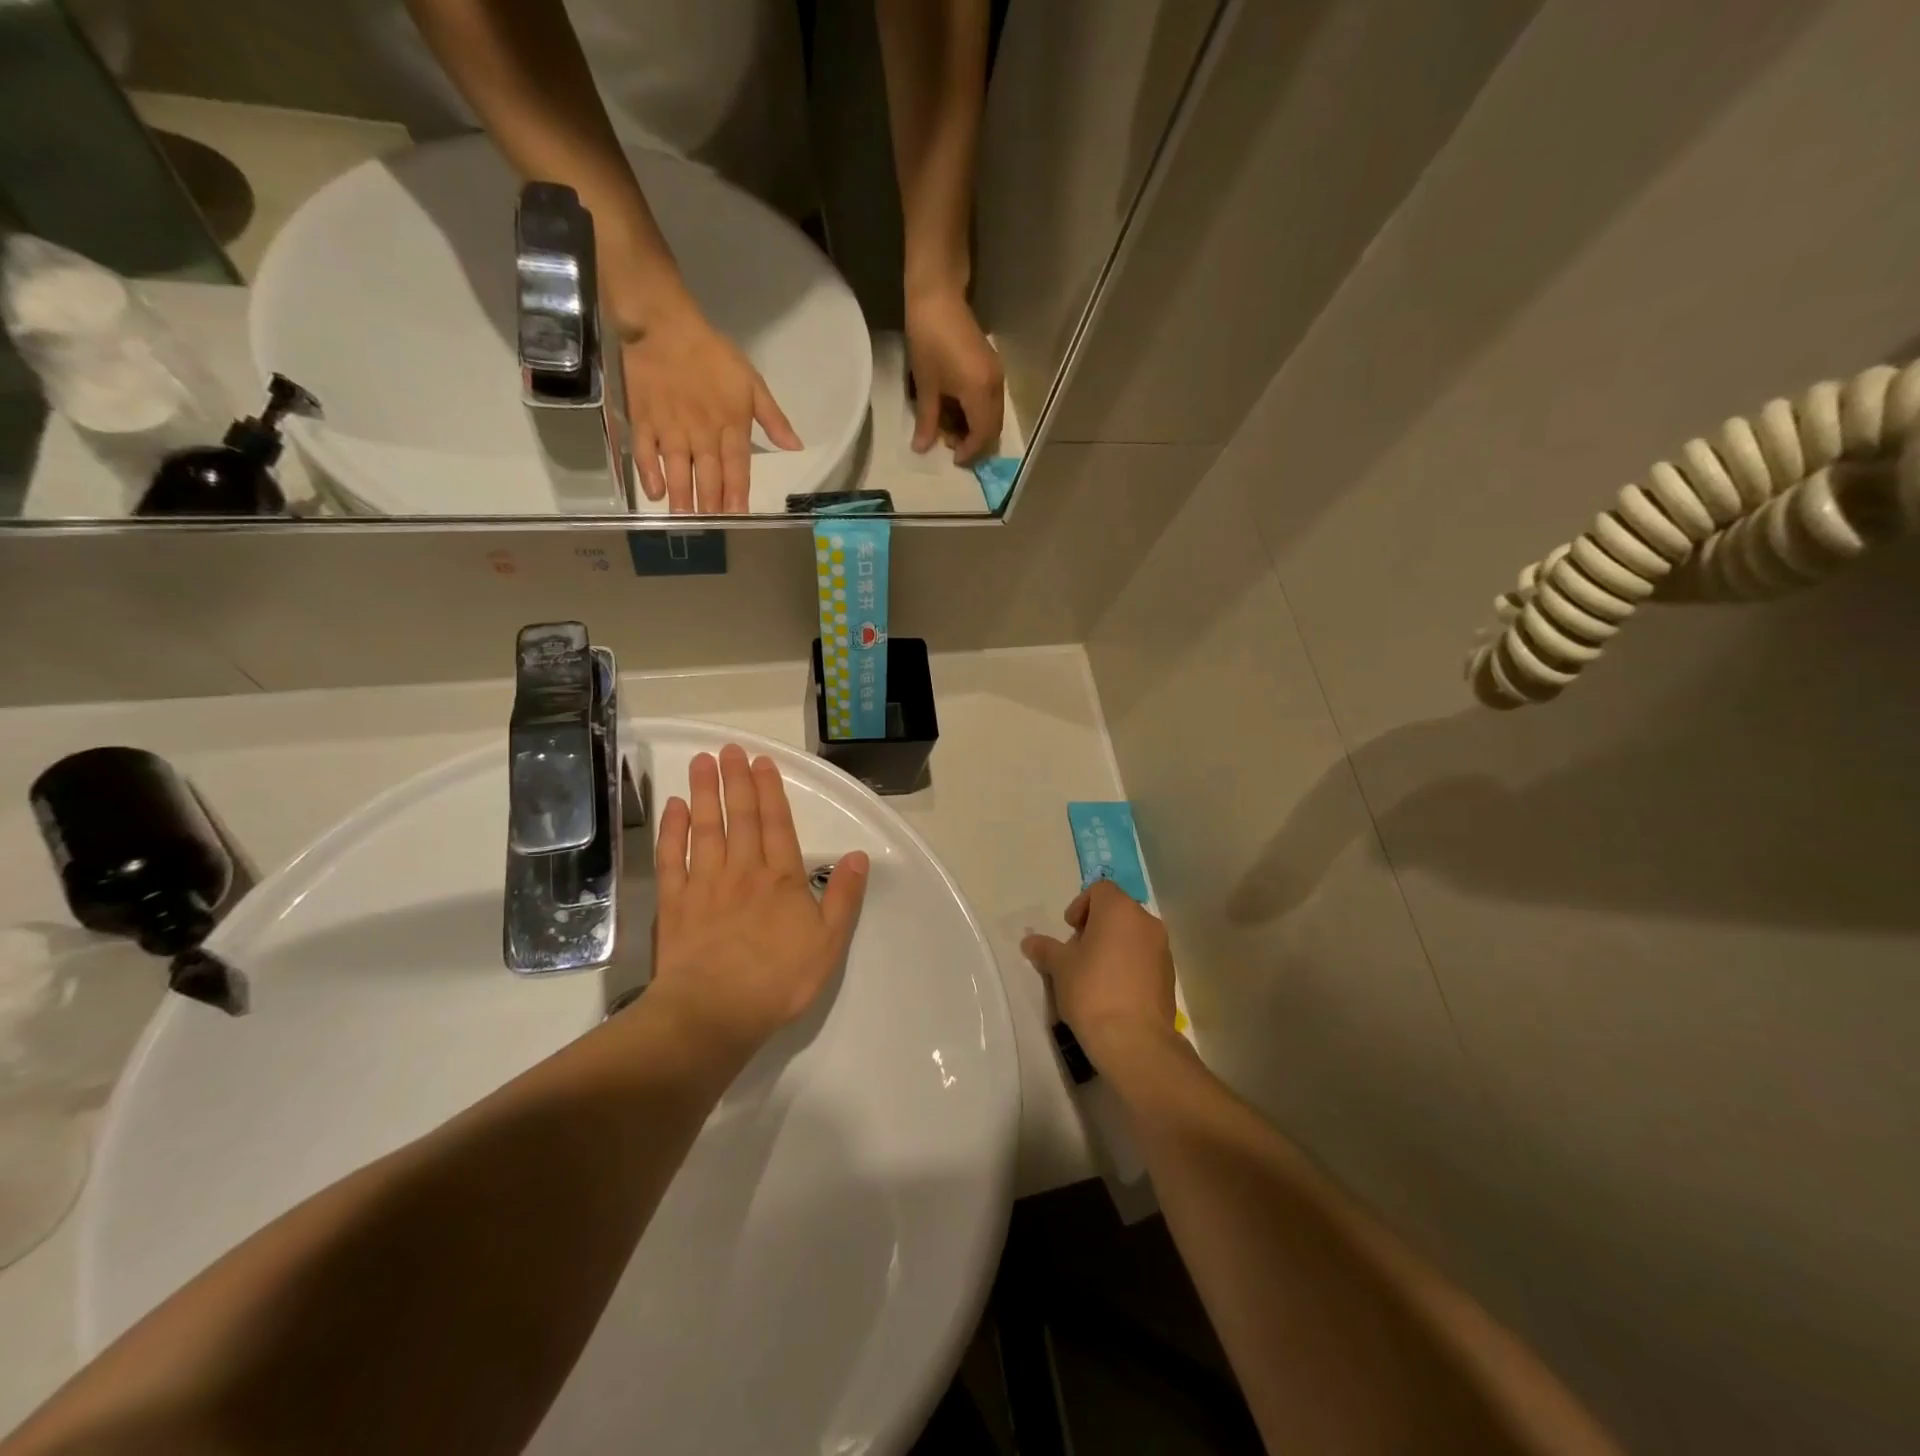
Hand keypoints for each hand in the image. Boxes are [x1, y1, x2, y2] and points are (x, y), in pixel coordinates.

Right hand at [622, 300, 801, 512]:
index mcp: (731, 424)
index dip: (738, 493)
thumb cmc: (713, 355)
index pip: (737, 467)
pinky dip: (649, 471)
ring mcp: (671, 426)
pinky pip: (645, 450)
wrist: (665, 324)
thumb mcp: (752, 382)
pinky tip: (654, 493)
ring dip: (682, 495)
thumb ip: (773, 419)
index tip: (739, 517)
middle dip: (711, 503)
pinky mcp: (643, 419)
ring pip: (678, 467)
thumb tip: (797, 447)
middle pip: (708, 474)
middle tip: (711, 528)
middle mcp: (702, 431)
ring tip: (684, 519)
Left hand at [646, 746, 867, 1055]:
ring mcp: (704, 884)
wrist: (714, 1013)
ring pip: (705, 828)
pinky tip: (673, 808)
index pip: (777, 824)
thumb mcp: (829, 943)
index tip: (762, 762)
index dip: (770, 790)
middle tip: (729, 748)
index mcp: (782, 879)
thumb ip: (844, 896)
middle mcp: (743, 871)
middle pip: (740, 817)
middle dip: (736, 780)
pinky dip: (672, 830)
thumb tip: (857, 855)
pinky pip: (671, 858)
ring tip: (702, 762)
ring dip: (705, 793)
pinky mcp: (674, 903)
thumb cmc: (778, 980)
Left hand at [904, 285, 1004, 464]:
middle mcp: (995, 387)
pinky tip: (957, 410)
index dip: (969, 452)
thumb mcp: (926, 385)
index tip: (952, 459)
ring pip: (993, 415)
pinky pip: (991, 401)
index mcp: (980, 393)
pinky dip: (977, 413)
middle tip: (951, 445)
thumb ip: (927, 420)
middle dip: (974, 442)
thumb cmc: (928, 340)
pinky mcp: (993, 366)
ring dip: (976, 428)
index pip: (982, 435)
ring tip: (951, 427)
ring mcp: (997, 375)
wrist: (938, 296)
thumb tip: (921, 449)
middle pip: (993, 428)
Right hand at [1022, 881, 1178, 1068]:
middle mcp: (1146, 921)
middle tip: (1078, 953)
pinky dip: (1129, 964)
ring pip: (1133, 935)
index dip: (1080, 906)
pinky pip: (1144, 957)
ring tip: (1095, 974)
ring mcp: (1162, 948)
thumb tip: (1030, 941)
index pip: (1099, 890)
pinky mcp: (1169, 975)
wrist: (1135, 1040)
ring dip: (1114, 945)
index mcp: (1119, 910)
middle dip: (1096, 926)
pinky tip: (1114, 991)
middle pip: (1118, 911)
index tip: (1070, 931)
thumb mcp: (1060, 967)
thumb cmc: (1092, 991)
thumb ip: (1045, 948)